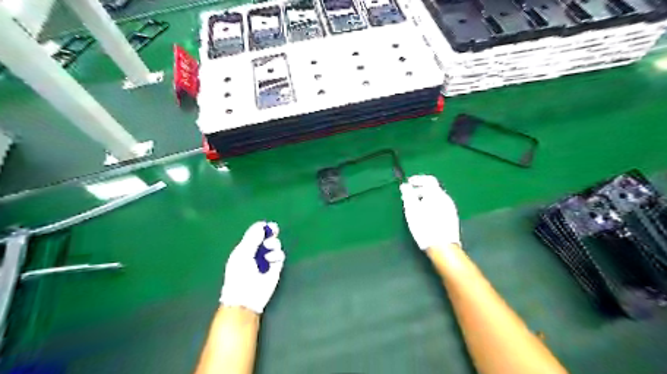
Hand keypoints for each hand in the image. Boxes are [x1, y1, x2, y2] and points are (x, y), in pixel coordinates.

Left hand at [221, 221, 285, 314]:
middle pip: (267, 237)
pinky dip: (277, 255)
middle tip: (274, 230)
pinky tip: (271, 260)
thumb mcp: (243, 253)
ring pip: (275, 245)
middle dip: (271, 233)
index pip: (255, 234)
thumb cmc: (240, 274)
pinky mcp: (275, 267)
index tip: (267, 225)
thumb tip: (262, 225)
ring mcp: (266, 260)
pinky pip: (280, 255)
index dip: (261, 228)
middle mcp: (256, 252)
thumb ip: (253, 238)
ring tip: (268, 250)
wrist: (247, 296)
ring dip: (273, 244)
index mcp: (245, 248)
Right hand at [398, 176, 461, 250]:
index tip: (408, 183)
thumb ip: (408, 195)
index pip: (429, 179)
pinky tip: (425, 216)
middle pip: (433, 189)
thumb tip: (405, 185)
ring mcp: (451, 208)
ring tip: (415, 208)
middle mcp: (446, 198)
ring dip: (425, 198)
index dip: (418, 179)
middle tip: (408, 197)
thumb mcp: (412, 210)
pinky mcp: (452, 218)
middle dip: (419, 190)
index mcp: (437, 194)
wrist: (443, 247)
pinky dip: (431, 205)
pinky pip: (440, 206)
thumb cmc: (425, 227)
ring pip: (436, 198)